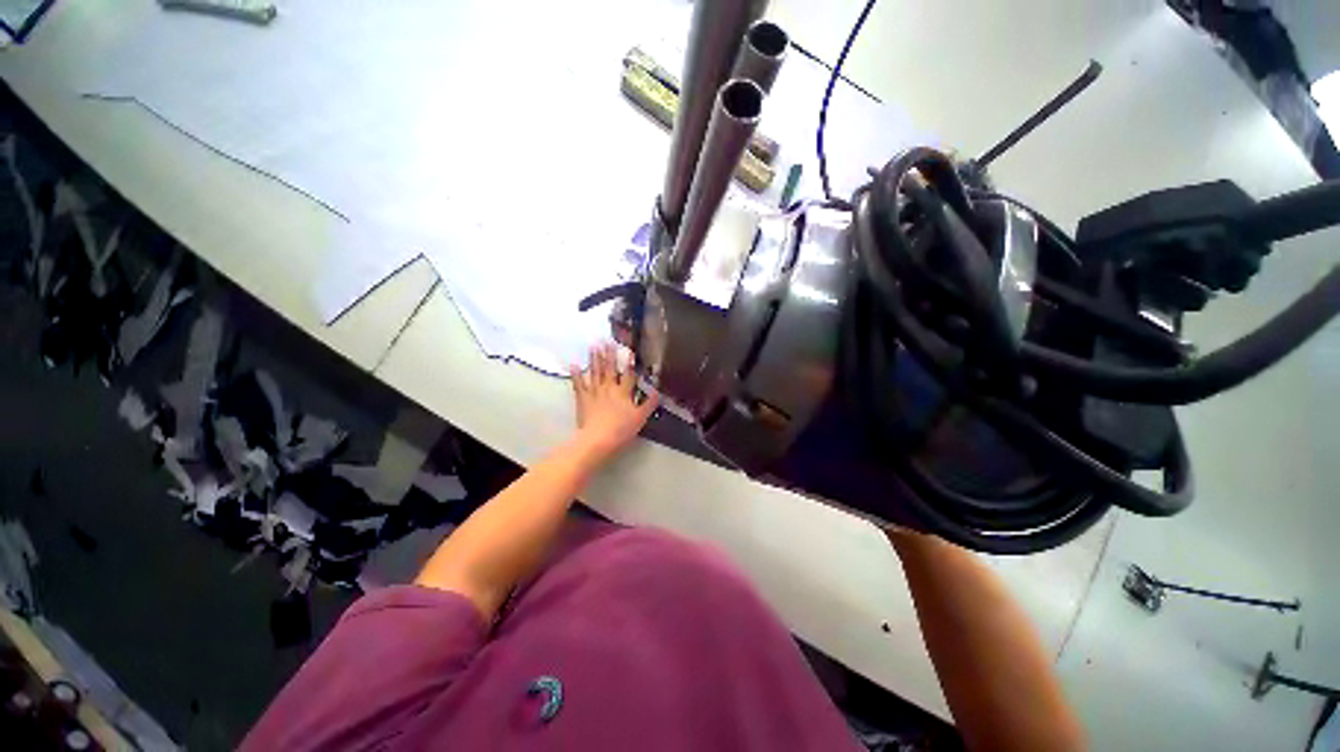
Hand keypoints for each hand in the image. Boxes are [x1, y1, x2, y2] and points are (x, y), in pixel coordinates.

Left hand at [569, 342, 658, 455]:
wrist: (598, 439)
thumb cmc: (621, 429)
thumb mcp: (640, 418)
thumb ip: (649, 404)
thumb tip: (658, 392)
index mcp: (623, 392)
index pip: (628, 374)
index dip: (629, 362)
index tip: (629, 350)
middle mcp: (609, 388)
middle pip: (610, 369)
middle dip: (610, 354)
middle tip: (607, 340)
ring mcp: (594, 392)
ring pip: (595, 372)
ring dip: (594, 358)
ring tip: (594, 345)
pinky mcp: (583, 399)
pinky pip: (579, 384)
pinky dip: (576, 374)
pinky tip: (574, 364)